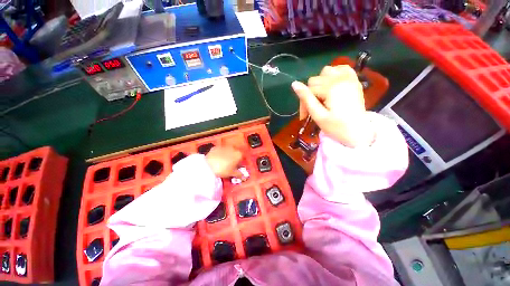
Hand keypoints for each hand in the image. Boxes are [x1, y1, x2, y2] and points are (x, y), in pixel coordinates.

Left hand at [205, 146, 243, 177]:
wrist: (208, 166)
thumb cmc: (223, 170)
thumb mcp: (232, 173)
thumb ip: (239, 174)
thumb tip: (243, 176)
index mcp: (239, 154)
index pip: (242, 157)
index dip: (239, 162)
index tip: (236, 167)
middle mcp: (233, 148)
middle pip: (235, 153)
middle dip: (233, 157)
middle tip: (229, 164)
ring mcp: (224, 146)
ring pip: (227, 150)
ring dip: (226, 155)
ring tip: (222, 162)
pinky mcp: (216, 147)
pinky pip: (219, 150)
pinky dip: (219, 153)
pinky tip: (216, 159)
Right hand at [292, 65, 374, 147]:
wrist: (359, 133)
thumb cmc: (337, 128)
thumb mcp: (318, 115)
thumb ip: (306, 98)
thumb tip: (294, 84)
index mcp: (331, 88)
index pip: (308, 89)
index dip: (303, 103)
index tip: (304, 116)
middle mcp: (341, 78)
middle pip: (315, 80)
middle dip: (311, 94)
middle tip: (313, 109)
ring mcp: (349, 78)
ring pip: (326, 71)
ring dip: (320, 83)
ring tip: (322, 96)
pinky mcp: (354, 80)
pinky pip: (341, 68)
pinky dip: (334, 74)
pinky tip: (332, 85)